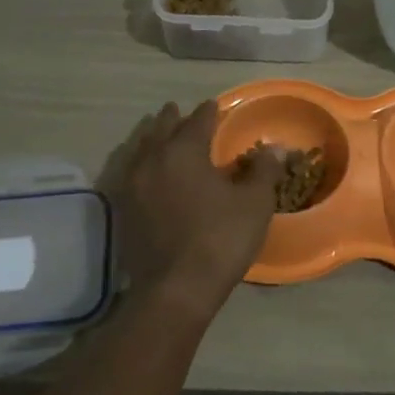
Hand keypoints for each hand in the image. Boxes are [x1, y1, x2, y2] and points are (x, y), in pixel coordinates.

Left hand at [98, 100, 283, 323]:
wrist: (175, 289)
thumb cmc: (220, 239)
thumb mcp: (254, 203)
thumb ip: (263, 170)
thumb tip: (272, 148)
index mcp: (185, 151)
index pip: (198, 121)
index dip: (209, 112)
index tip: (214, 105)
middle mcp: (153, 160)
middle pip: (161, 129)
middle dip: (172, 118)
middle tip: (178, 111)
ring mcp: (132, 185)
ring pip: (139, 148)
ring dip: (150, 137)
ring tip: (157, 134)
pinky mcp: (122, 209)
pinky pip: (128, 172)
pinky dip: (138, 162)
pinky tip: (144, 170)